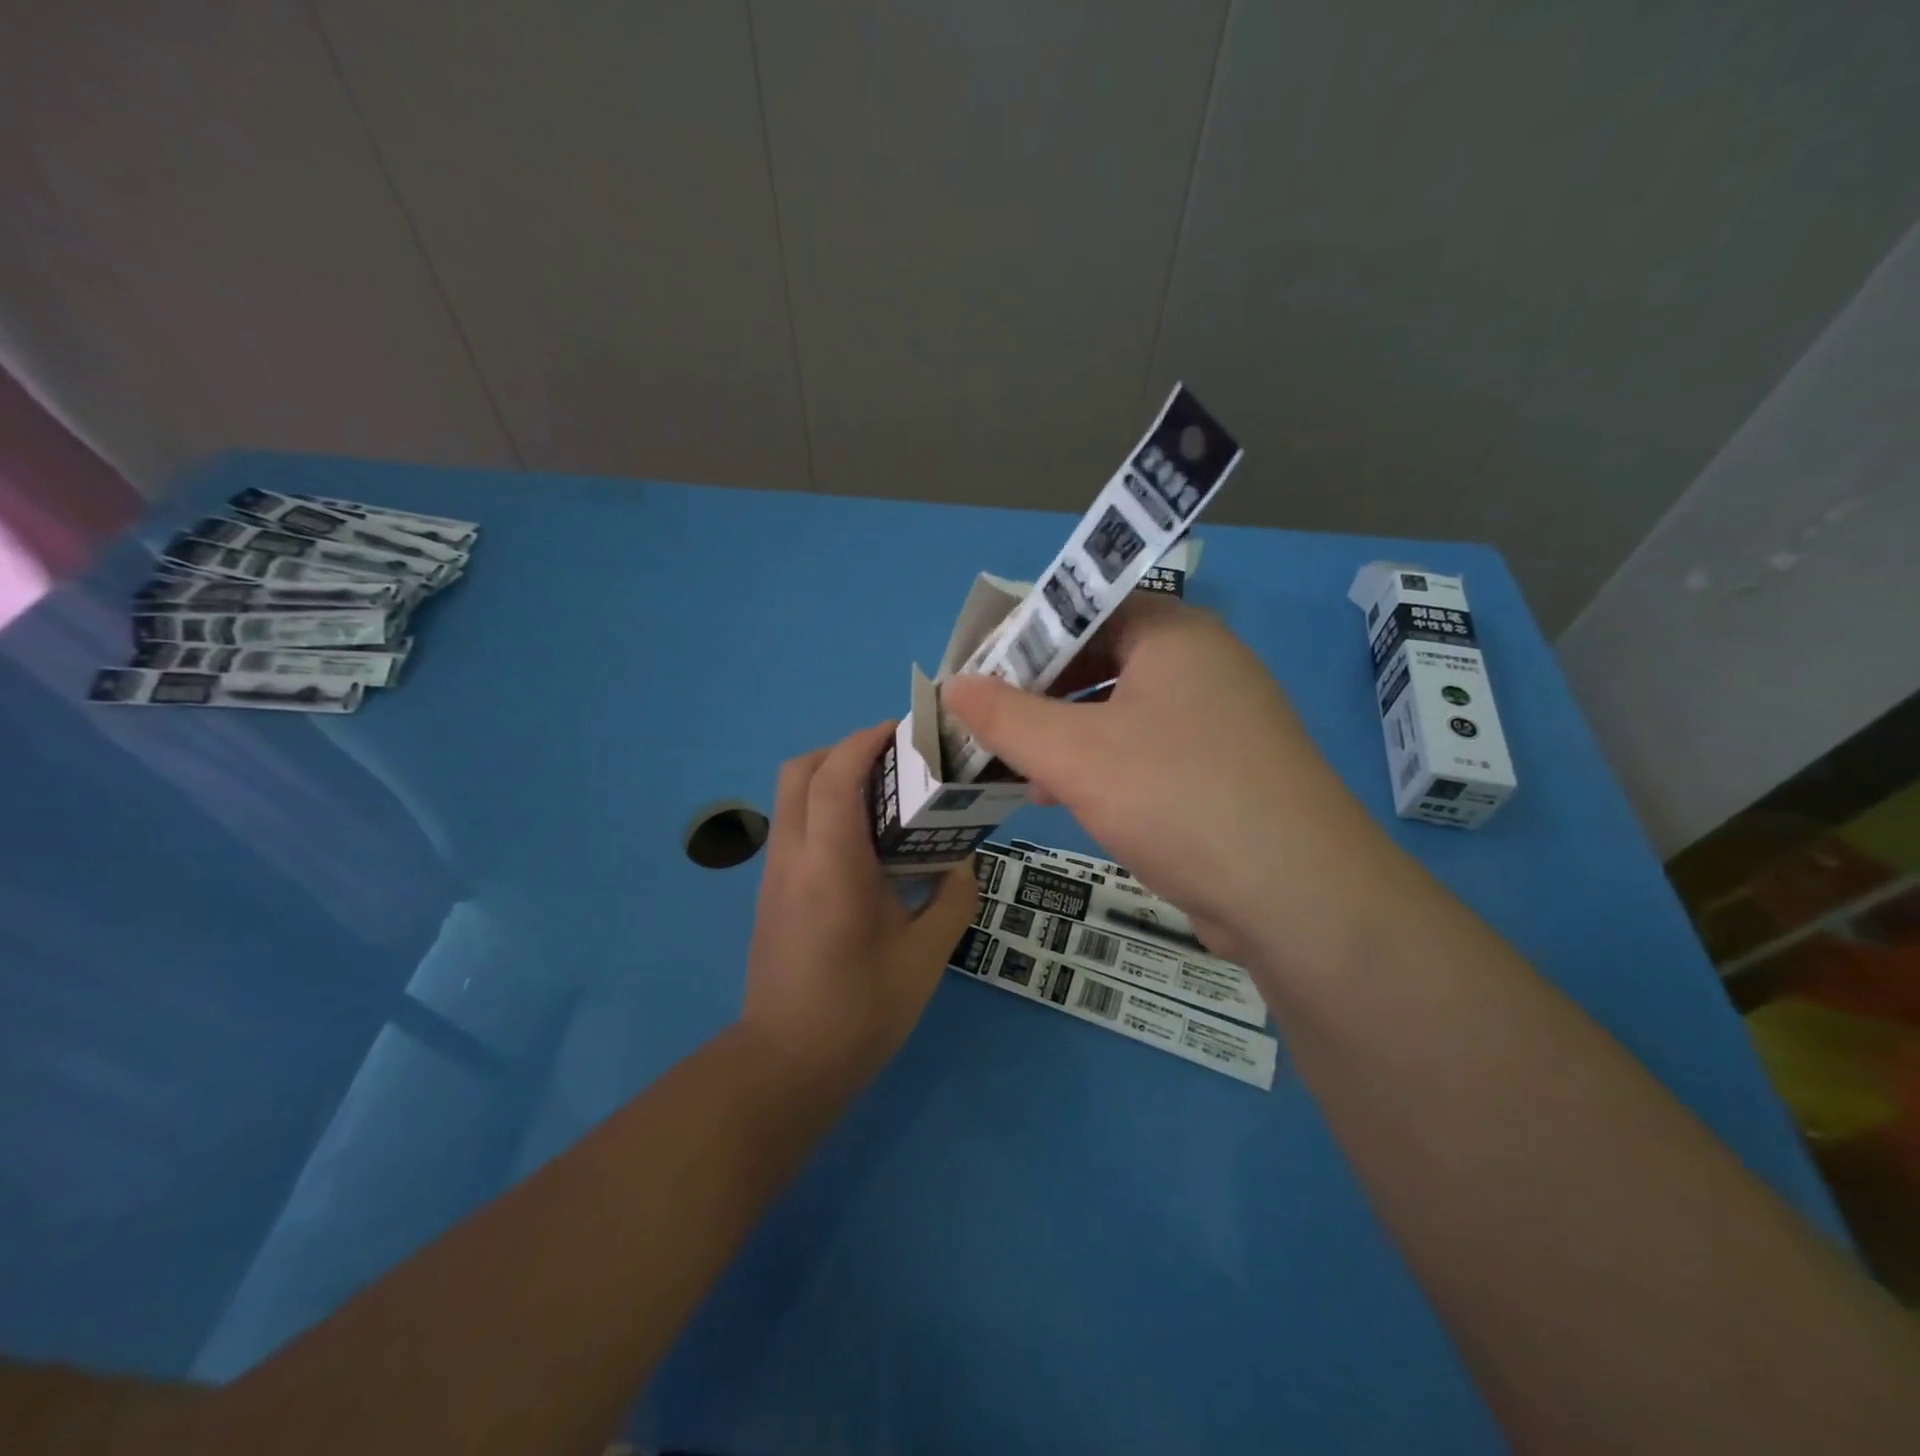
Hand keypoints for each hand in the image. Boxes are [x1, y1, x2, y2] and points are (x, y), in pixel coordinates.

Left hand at [741, 723, 978, 1085]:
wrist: (787, 1065)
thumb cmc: (862, 1010)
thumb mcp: (928, 956)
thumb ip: (952, 896)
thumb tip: (960, 859)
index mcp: (832, 865)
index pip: (835, 775)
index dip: (866, 740)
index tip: (904, 729)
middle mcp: (793, 856)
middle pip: (800, 770)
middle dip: (843, 748)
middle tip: (893, 759)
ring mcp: (774, 873)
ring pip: (790, 796)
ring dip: (831, 776)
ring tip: (883, 794)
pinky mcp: (770, 891)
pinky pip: (793, 824)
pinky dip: (823, 807)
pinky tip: (862, 841)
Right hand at [943, 598, 1397, 962]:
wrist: (1298, 897)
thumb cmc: (1178, 798)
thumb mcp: (1075, 754)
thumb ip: (1006, 717)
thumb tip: (953, 684)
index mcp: (1172, 634)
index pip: (1084, 607)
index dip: (1024, 635)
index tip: (976, 669)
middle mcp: (1201, 664)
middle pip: (1100, 658)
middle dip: (1038, 691)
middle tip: (985, 719)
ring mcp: (1217, 719)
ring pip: (1119, 709)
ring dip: (1063, 732)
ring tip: (1011, 762)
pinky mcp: (1221, 770)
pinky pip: (1144, 749)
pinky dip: (1099, 763)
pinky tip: (1062, 797)